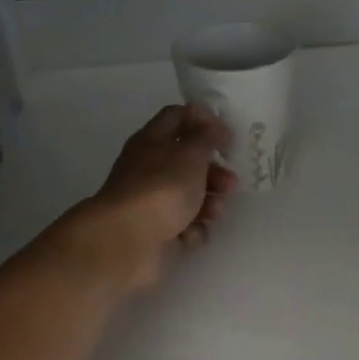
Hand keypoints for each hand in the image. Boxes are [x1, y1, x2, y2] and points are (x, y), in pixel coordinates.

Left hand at [66, 104, 236, 291]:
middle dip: (214, 172)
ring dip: (209, 203)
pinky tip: (191, 234)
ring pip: (190, 196)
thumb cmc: (162, 189)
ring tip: (214, 213)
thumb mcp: (190, 154)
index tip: (227, 133)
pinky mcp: (158, 231)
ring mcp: (153, 202)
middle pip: (188, 162)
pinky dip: (192, 230)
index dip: (203, 119)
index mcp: (152, 141)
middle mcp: (150, 168)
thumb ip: (207, 137)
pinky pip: (185, 226)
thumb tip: (214, 127)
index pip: (177, 117)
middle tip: (231, 184)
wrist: (128, 241)